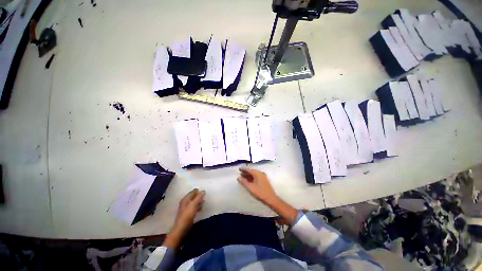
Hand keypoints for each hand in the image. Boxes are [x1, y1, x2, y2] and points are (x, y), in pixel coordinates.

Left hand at [163, 189, 204, 248]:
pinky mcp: (187, 214)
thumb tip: (203, 191)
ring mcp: (186, 208)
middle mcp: (185, 202)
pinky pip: (194, 207)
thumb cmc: (187, 215)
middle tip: (204, 194)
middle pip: (192, 197)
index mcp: (185, 199)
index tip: (203, 190)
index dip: (197, 190)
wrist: (181, 229)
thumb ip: (198, 197)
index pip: (192, 192)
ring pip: (193, 202)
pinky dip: (197, 206)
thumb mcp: (194, 204)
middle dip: (198, 195)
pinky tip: (201, 207)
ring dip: (198, 201)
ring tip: (204, 200)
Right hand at [237, 169, 277, 203]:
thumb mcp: (250, 187)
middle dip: (246, 172)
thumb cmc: (260, 192)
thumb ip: (244, 182)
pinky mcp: (264, 179)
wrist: (271, 198)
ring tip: (243, 177)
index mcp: (257, 173)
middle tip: (240, 173)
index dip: (243, 169)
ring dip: (249, 175)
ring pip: (254, 173)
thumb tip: (238, 177)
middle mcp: (260, 173)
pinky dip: (252, 177)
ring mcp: (263, 176)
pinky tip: (249, 180)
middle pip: (252, 171)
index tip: (239, 169)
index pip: (249, 169)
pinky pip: (257, 176)